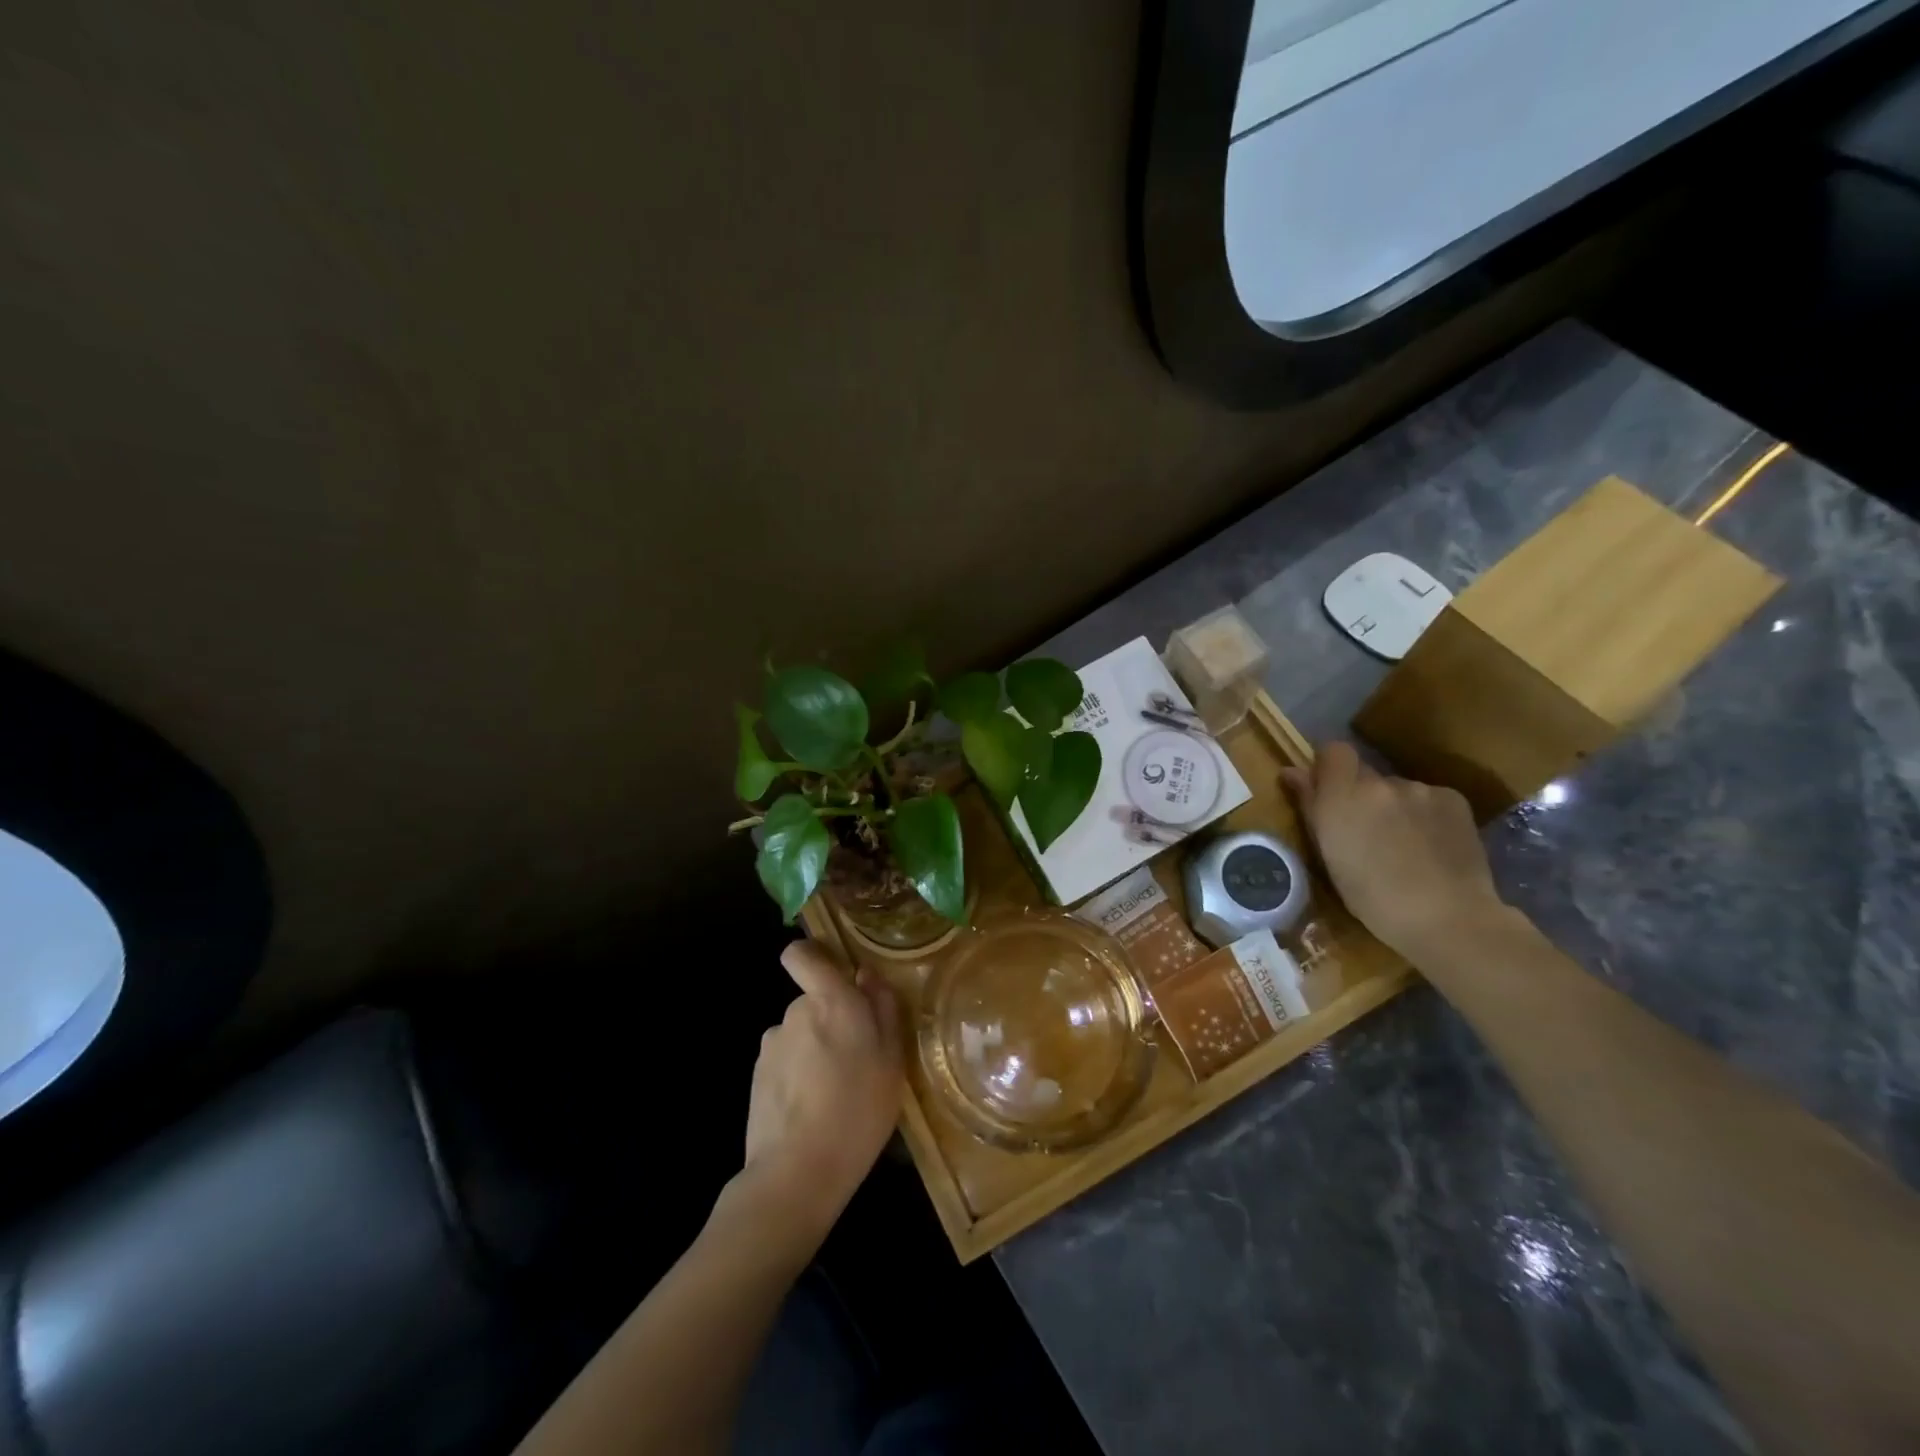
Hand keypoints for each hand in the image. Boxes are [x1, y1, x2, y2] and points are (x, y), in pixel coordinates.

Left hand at [736, 942, 902, 1241]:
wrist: (797, 1172)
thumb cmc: (859, 1110)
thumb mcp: (892, 1059)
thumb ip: (883, 1008)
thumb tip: (866, 975)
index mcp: (830, 1000)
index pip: (802, 955)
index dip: (813, 958)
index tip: (835, 977)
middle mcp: (795, 1012)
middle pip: (812, 1001)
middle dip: (831, 1020)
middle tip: (858, 1059)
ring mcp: (771, 1045)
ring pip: (800, 1034)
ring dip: (815, 1050)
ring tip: (835, 1092)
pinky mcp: (757, 1077)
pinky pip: (785, 1062)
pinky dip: (798, 1076)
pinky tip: (812, 1110)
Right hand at [1281, 741, 1506, 960]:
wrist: (1447, 918)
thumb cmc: (1372, 898)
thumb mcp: (1328, 855)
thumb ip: (1310, 806)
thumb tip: (1291, 772)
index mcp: (1342, 796)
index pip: (1333, 751)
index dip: (1330, 767)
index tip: (1328, 792)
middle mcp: (1379, 783)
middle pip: (1365, 774)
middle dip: (1362, 795)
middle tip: (1368, 832)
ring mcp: (1419, 789)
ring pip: (1398, 790)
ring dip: (1395, 808)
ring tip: (1406, 846)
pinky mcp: (1454, 799)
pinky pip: (1428, 799)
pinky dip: (1425, 816)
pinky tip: (1432, 846)